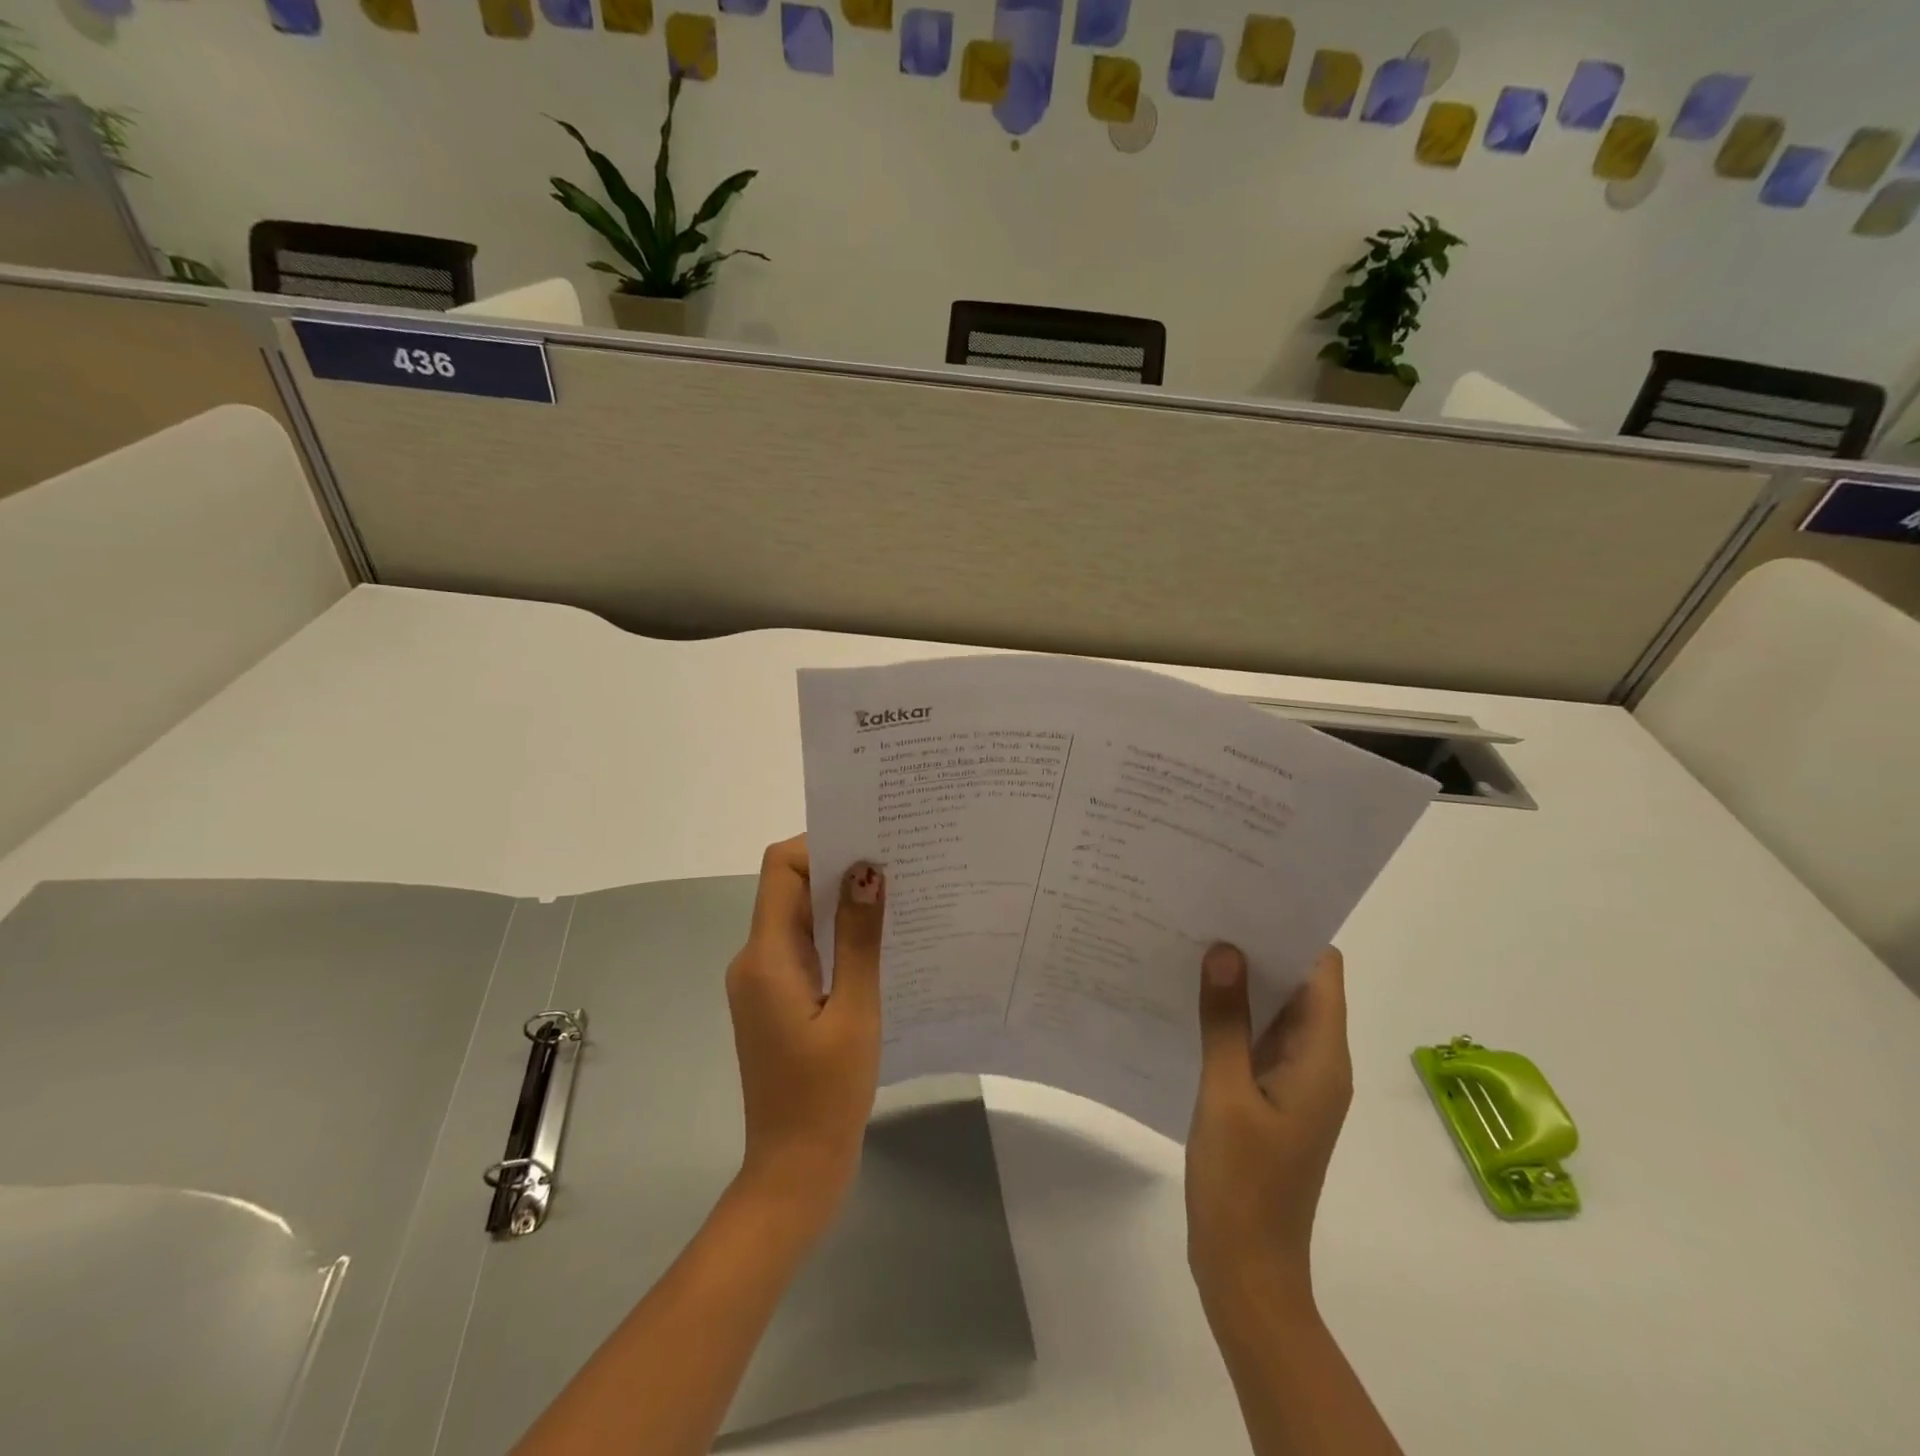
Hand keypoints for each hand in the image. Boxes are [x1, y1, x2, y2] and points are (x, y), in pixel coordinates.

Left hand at [725, 836, 885, 1227]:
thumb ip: (859, 938)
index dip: (820, 844)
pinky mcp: (776, 1000)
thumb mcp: (855, 1011)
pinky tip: (878, 943)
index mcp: (766, 956)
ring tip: (897, 896)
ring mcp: (763, 981)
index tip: (871, 842)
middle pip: (790, 888)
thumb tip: (867, 871)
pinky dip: (836, 936)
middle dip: (839, 869)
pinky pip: (804, 948)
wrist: (794, 1171)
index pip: (781, 868)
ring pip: (799, 918)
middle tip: (897, 862)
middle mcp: (754, 959)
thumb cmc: (827, 1094)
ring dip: (841, 903)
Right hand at [1186, 943, 1351, 1317]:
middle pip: (1301, 985)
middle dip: (1260, 947)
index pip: (1323, 972)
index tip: (1246, 896)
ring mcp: (1295, 1082)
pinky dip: (1234, 1014)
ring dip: (1244, 980)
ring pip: (1277, 1012)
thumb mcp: (1226, 1092)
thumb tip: (1225, 949)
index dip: (1292, 930)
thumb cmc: (1242, 1182)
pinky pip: (1259, 1039)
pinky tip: (1191, 997)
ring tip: (1193, 940)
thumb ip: (1226, 1020)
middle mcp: (1319, 1063)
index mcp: (1322, 1058)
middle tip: (1207, 909)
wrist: (1247, 1269)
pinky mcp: (1271, 1097)